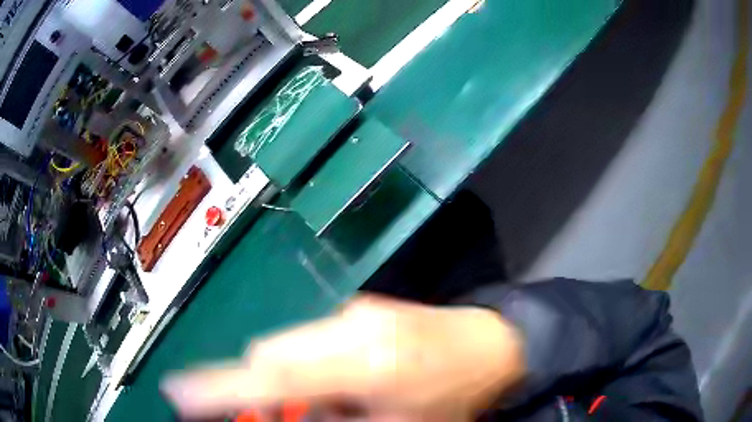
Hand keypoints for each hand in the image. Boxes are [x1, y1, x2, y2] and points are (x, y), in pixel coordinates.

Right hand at [162, 295, 524, 420]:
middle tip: (273, 413)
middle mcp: (347, 326)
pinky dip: (308, 365)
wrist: (492, 345)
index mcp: (359, 362)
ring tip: (319, 403)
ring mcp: (354, 311)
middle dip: (256, 387)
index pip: (267, 375)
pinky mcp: (360, 309)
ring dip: (286, 378)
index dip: (216, 387)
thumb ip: (328, 420)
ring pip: (288, 346)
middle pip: (270, 355)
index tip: (178, 393)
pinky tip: (336, 383)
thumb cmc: (453, 396)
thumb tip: (281, 412)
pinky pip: (312, 340)